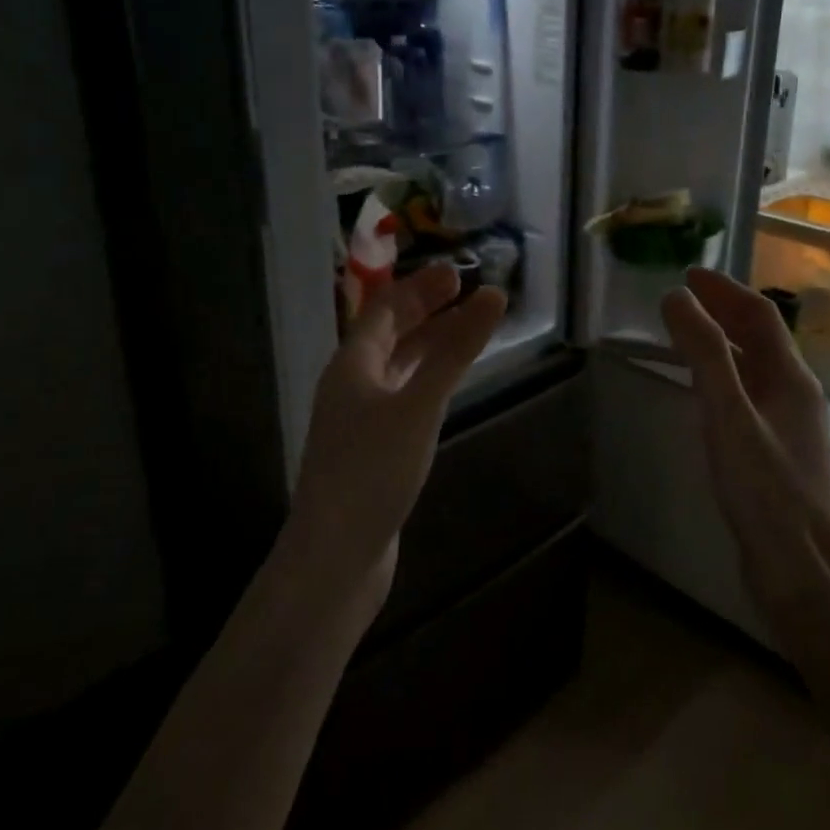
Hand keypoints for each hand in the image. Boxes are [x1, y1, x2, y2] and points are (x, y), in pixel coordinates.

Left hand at [286, 263, 506, 604]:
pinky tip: (446, 387)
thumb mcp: (419, 405)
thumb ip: (456, 351)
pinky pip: (403, 395)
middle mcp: (351, 385)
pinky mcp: (372, 449)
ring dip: (430, 344)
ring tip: (467, 332)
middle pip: (390, 334)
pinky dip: (427, 378)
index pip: (386, 309)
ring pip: (398, 366)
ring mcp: (360, 419)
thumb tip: (494, 296)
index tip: (460, 273)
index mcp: (352, 364)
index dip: (421, 287)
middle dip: (427, 310)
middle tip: (467, 294)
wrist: (335, 555)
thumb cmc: (373, 471)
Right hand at [661, 268, 829, 612]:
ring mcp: (789, 425)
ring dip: (722, 342)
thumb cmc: (764, 491)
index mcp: (790, 378)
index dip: (724, 290)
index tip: (688, 274)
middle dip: (723, 311)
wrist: (801, 571)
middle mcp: (796, 393)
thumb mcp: (727, 415)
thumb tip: (678, 297)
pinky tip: (704, 391)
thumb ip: (703, 354)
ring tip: (686, 332)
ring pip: (753, 367)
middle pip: (759, 338)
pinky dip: (722, 375)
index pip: (758, 316)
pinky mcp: (776, 451)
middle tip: (684, 297)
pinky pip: (748, 394)